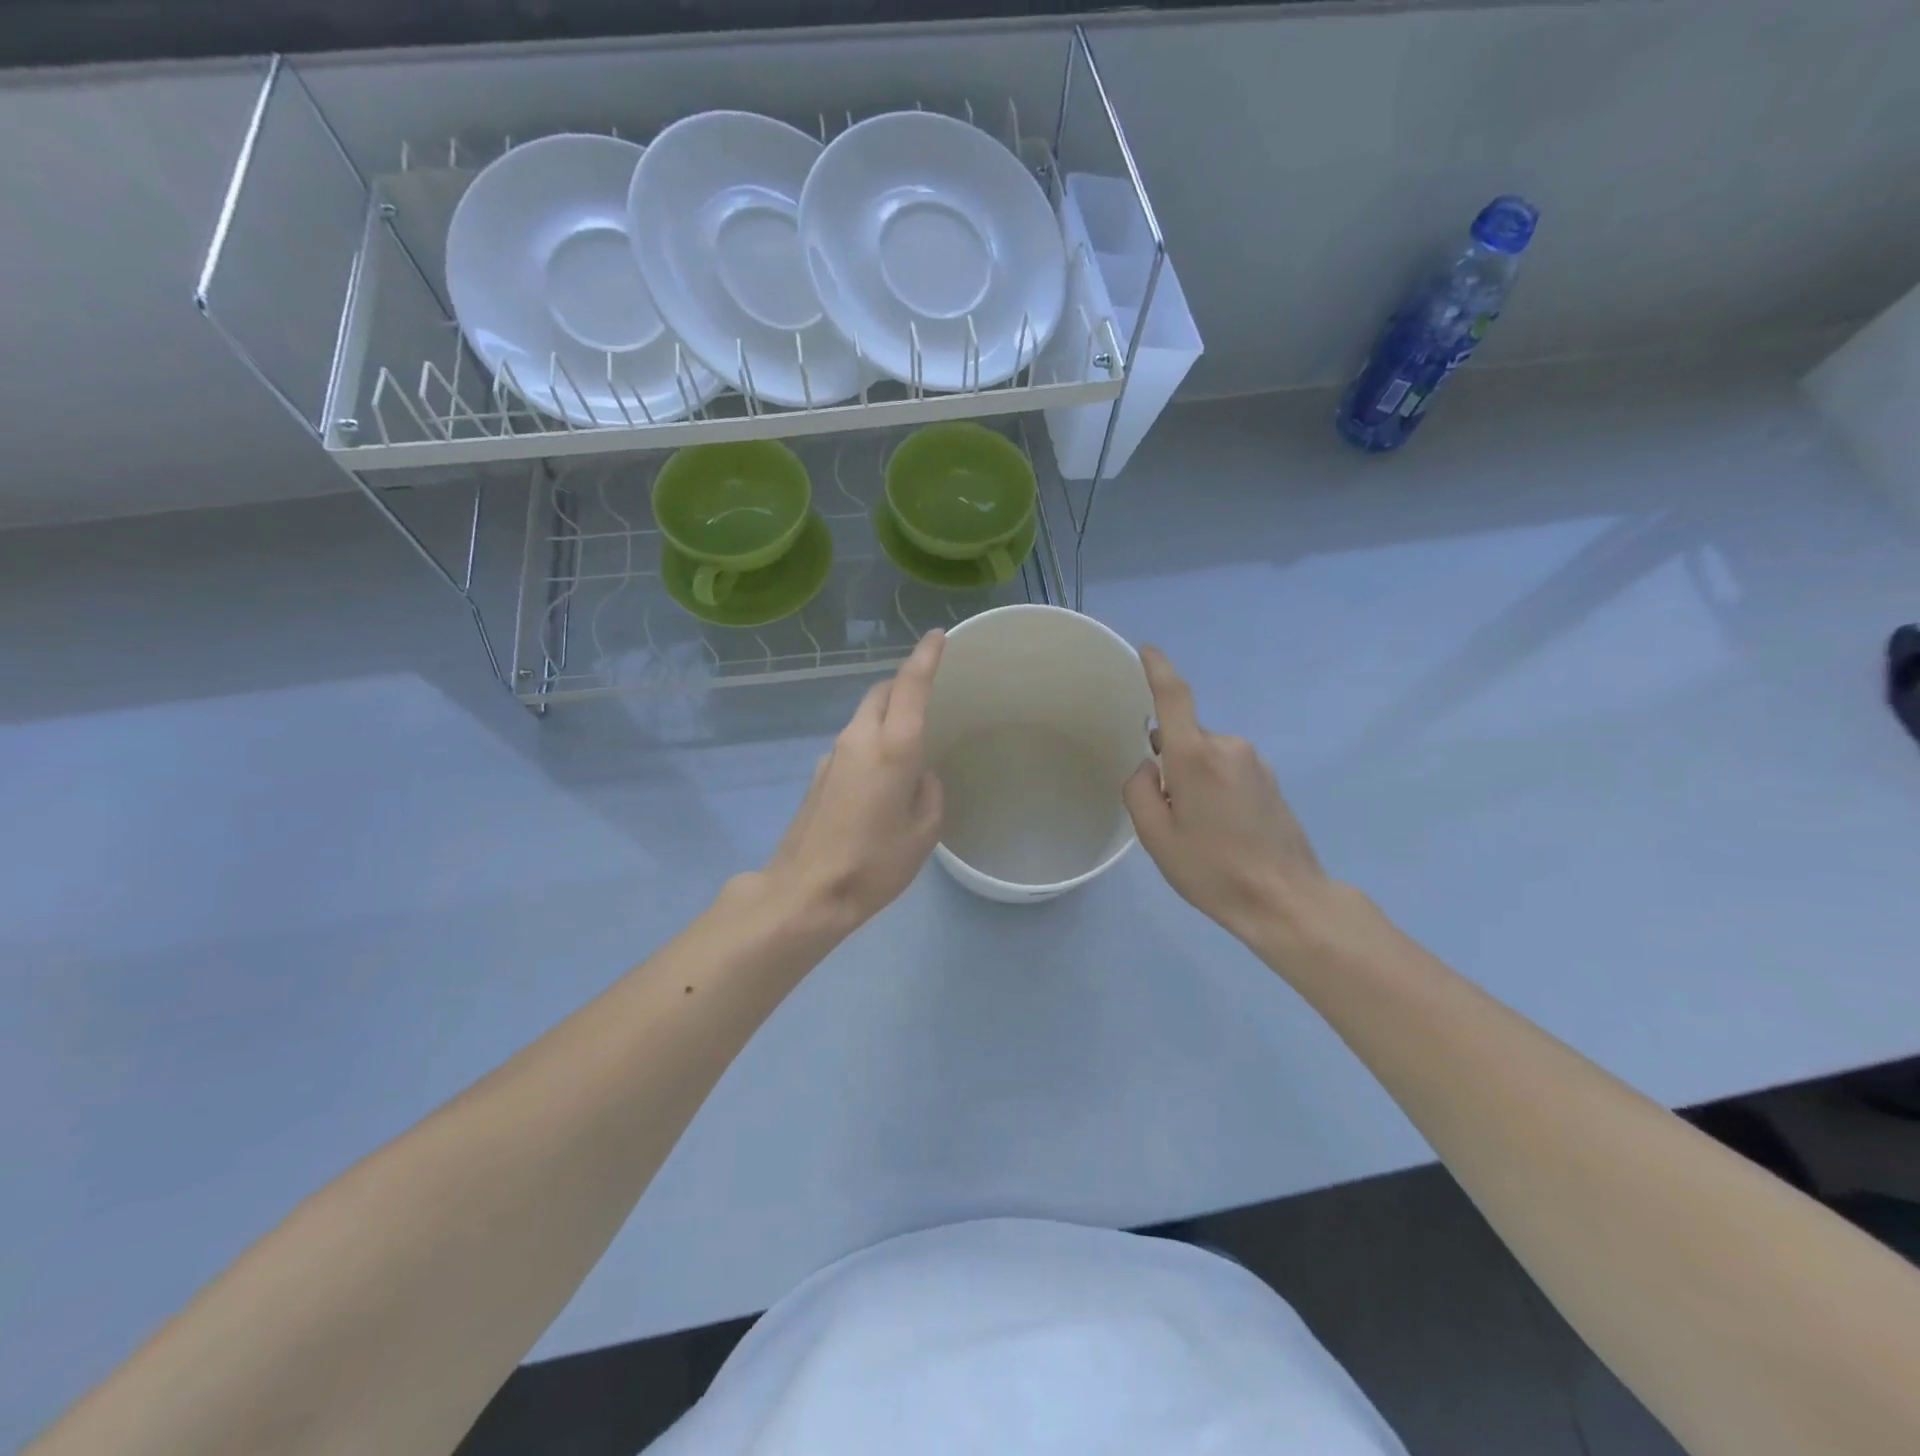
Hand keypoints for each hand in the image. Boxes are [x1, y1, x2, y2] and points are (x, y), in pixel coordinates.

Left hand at [759, 631, 945, 931]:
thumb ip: (928, 791)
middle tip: (927, 693)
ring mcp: (832, 755)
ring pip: (864, 717)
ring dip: (885, 715)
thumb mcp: (924, 831)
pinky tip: (878, 777)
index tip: (937, 636)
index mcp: (893, 747)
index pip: (910, 686)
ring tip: (906, 741)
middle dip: (903, 684)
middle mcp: (859, 739)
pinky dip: (870, 742)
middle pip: (881, 693)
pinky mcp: (817, 775)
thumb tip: (916, 776)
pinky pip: (851, 743)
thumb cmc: (875, 863)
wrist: (806, 891)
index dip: (925, 657)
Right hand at [1122, 645, 1333, 945]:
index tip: (1146, 649)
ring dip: (1194, 779)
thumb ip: (1139, 791)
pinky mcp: (1270, 779)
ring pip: (1206, 756)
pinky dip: (1215, 788)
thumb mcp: (1155, 837)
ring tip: (1200, 829)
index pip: (1174, 697)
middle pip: (1184, 738)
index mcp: (1195, 756)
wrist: (1285, 900)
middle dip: (1170, 763)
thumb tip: (1149, 767)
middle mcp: (1228, 747)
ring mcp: (1254, 762)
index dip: (1157, 668)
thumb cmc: (1213, 869)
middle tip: (1169, 814)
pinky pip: (1228, 770)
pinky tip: (1223, 830)